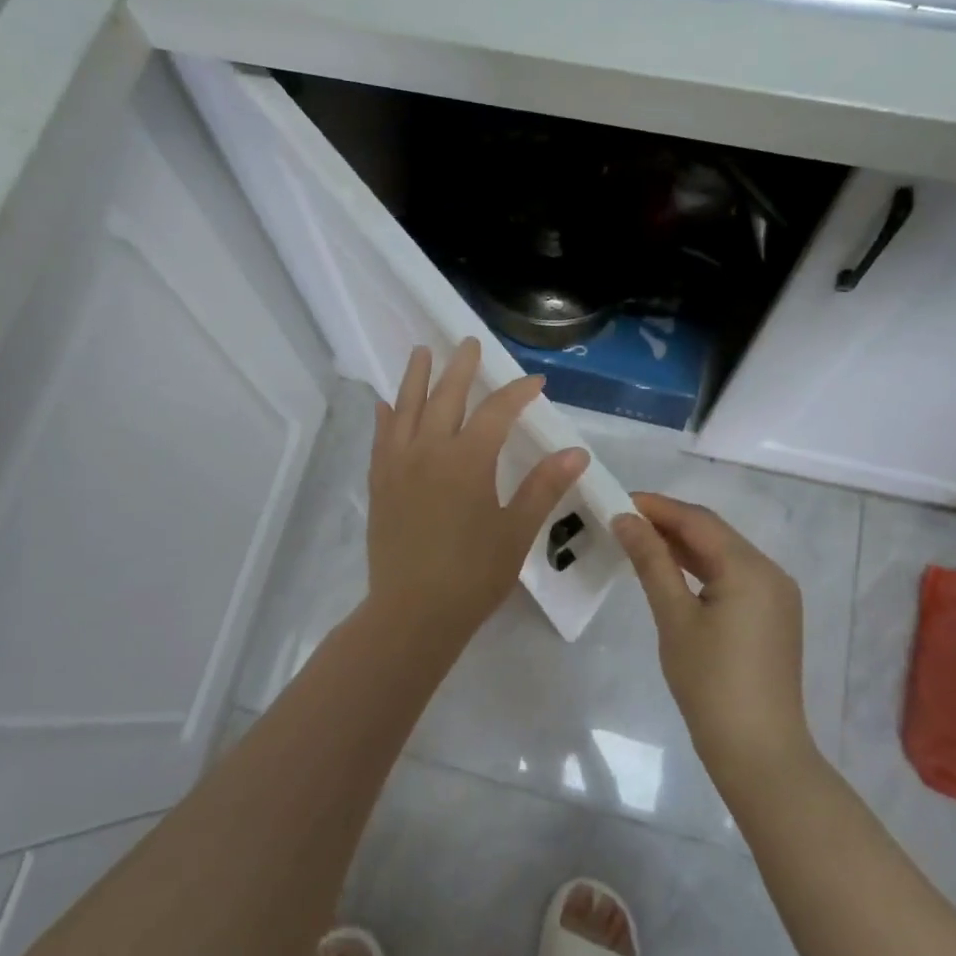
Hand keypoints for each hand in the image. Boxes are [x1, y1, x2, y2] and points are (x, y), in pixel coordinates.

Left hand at [365, 339, 589, 647]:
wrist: (413, 612)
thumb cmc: (473, 574)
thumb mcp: (517, 531)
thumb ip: (544, 486)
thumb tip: (576, 452)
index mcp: (468, 459)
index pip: (496, 411)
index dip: (517, 392)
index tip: (535, 382)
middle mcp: (429, 450)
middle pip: (446, 395)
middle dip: (461, 367)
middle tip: (469, 343)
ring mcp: (398, 464)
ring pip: (406, 407)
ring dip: (416, 377)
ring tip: (422, 352)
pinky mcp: (379, 482)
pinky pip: (381, 437)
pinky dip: (386, 415)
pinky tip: (386, 404)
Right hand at [614, 493, 819, 791]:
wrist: (759, 753)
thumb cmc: (710, 684)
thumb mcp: (674, 618)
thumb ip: (651, 562)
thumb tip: (626, 520)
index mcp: (750, 568)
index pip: (698, 520)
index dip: (657, 507)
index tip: (618, 501)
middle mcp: (771, 572)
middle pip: (714, 533)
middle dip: (669, 523)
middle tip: (623, 521)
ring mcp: (776, 596)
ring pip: (723, 554)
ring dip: (683, 545)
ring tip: (639, 541)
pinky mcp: (773, 616)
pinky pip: (733, 577)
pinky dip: (701, 569)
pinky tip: (671, 571)